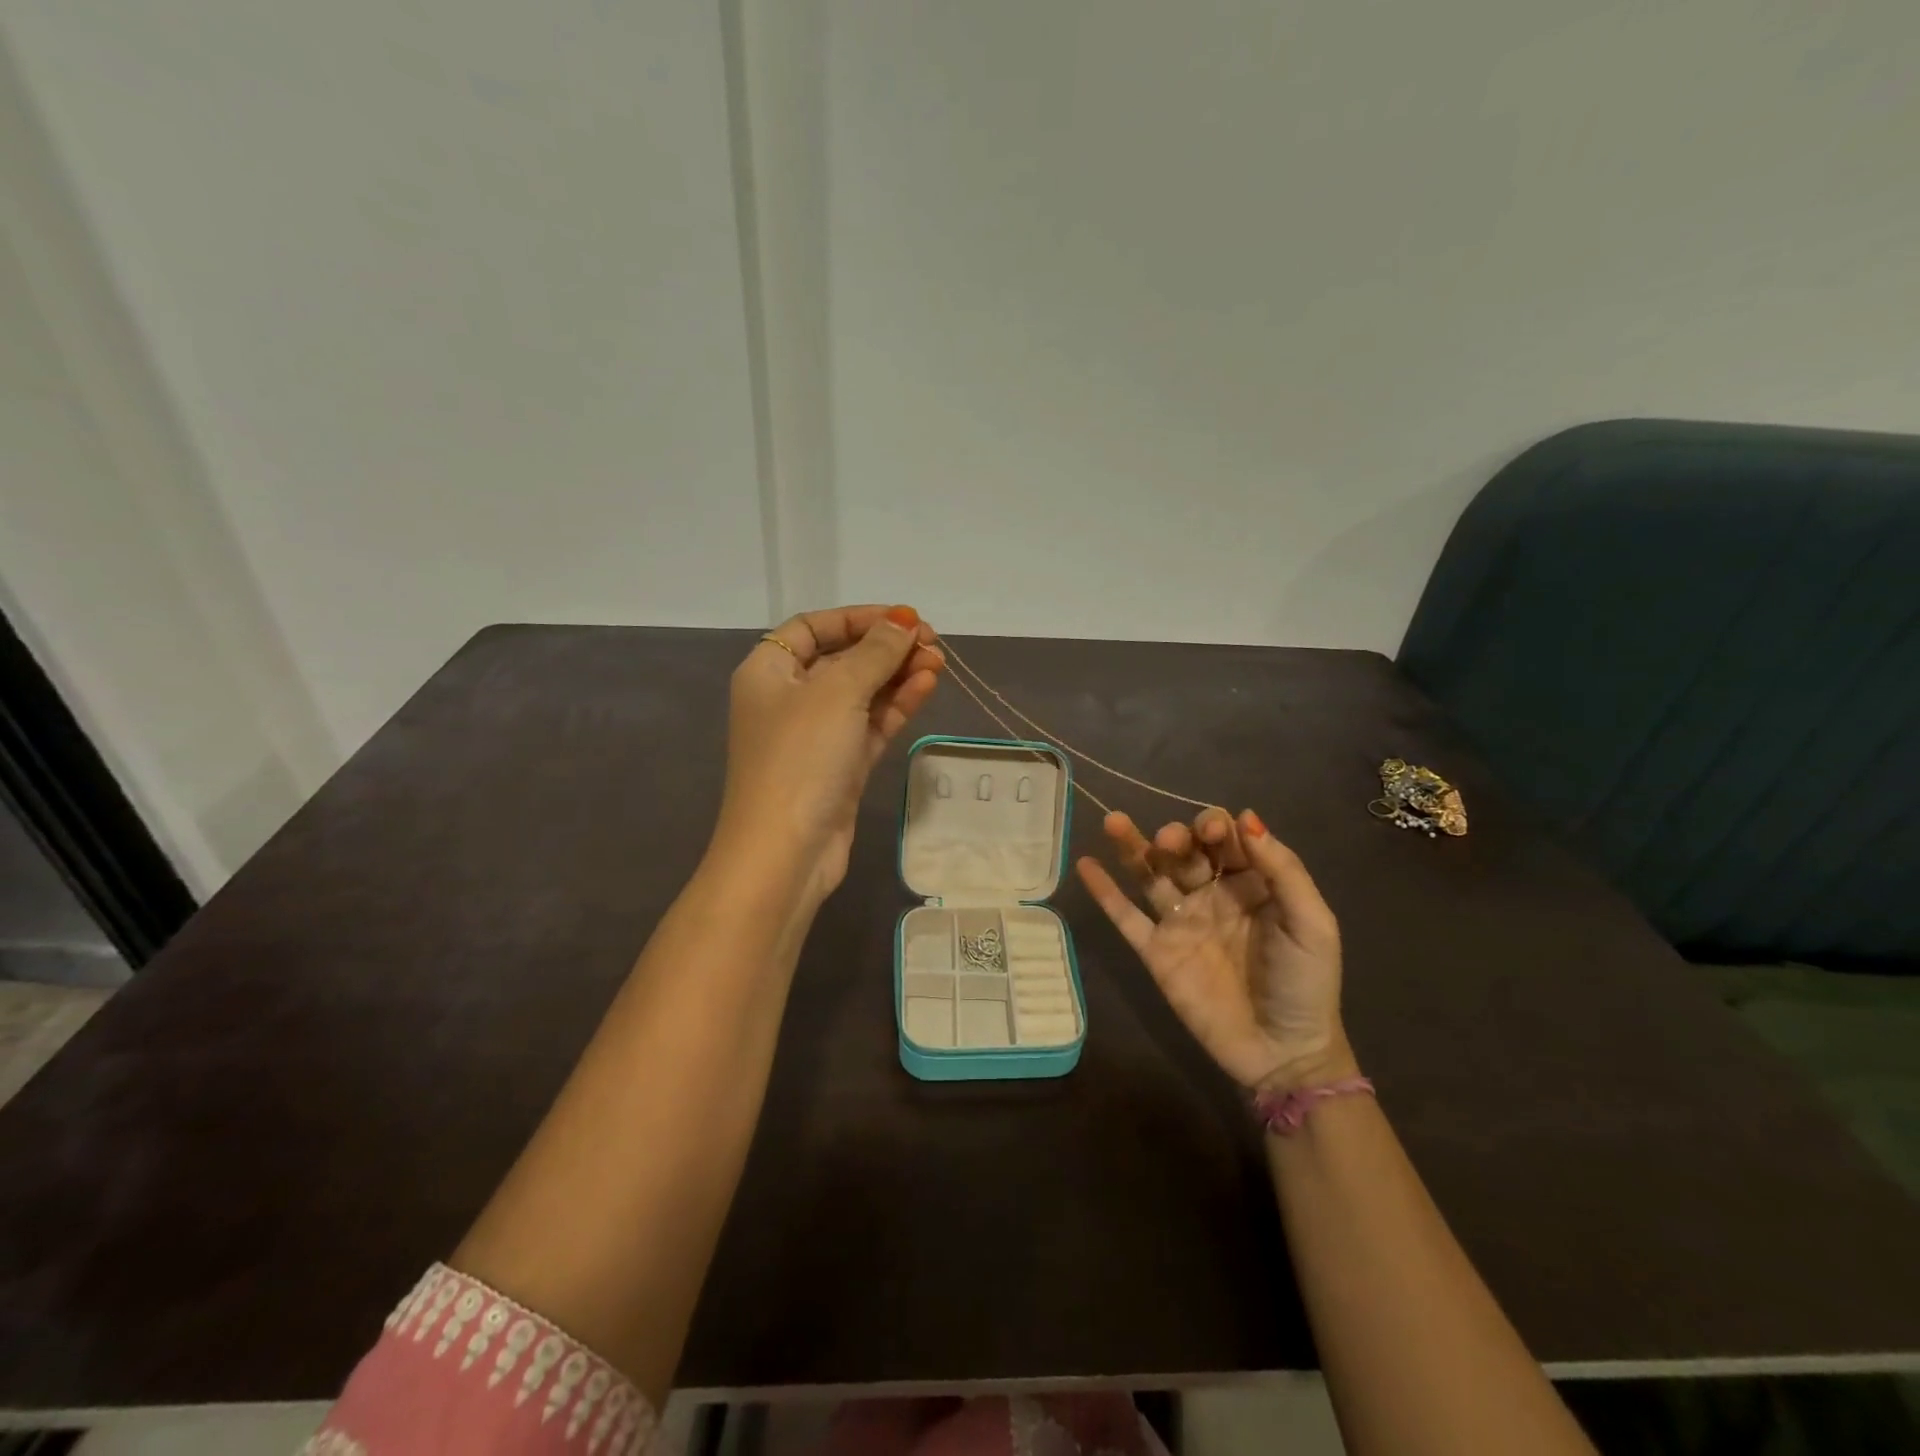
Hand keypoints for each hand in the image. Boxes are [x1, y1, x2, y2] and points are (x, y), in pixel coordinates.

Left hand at [713, 605, 944, 905]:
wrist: (785, 852)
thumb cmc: (801, 757)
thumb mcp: (838, 692)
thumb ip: (875, 652)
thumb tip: (904, 621)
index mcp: (769, 671)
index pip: (814, 627)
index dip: (858, 618)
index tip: (903, 618)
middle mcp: (789, 698)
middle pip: (843, 658)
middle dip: (887, 648)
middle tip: (934, 644)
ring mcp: (816, 735)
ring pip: (863, 693)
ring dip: (899, 675)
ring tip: (940, 663)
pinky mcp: (840, 765)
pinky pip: (871, 724)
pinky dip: (897, 705)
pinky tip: (927, 687)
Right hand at [1076, 807, 1352, 1091]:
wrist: (1283, 1053)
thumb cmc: (1305, 985)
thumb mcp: (1312, 924)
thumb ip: (1283, 871)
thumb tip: (1246, 817)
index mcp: (1251, 884)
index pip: (1226, 840)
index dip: (1216, 827)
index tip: (1212, 833)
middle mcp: (1211, 895)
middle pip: (1184, 851)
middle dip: (1175, 836)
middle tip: (1170, 840)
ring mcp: (1180, 923)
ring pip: (1150, 875)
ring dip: (1132, 846)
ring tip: (1113, 822)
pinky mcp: (1156, 952)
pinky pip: (1126, 917)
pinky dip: (1105, 892)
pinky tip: (1086, 864)